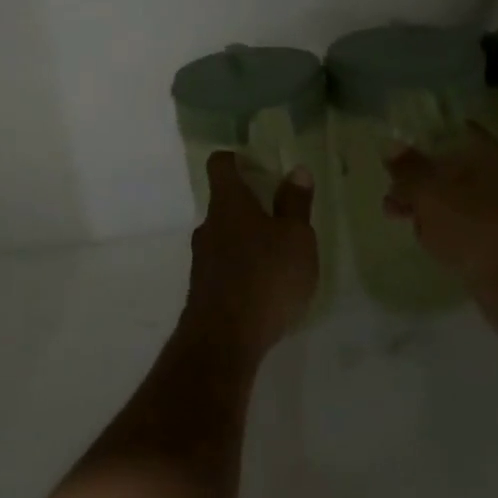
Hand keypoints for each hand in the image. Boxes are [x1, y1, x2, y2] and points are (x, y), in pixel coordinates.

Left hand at [184, 152, 318, 363]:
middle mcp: (209, 224)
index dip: (236, 158)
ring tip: (277, 254)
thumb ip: (296, 204)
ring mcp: (202, 258)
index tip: (257, 163)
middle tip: (280, 213)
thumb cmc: (266, 276)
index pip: (221, 164)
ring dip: (246, 239)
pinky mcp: (203, 289)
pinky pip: (224, 265)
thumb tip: (296, 170)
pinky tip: (264, 286)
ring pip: (224, 235)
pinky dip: (242, 267)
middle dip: (249, 204)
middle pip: (224, 202)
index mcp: (229, 202)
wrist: (224, 339)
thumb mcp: (296, 238)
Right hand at [382, 122, 497, 330]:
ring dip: (423, 203)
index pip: (448, 129)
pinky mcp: (492, 237)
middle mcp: (493, 174)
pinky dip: (439, 227)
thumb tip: (390, 145)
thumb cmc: (473, 227)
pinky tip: (423, 238)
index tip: (392, 144)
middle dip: (415, 175)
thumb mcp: (429, 192)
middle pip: (445, 163)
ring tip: (394, 214)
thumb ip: (407, 168)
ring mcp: (495, 207)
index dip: (420, 133)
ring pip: (449, 195)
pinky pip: (458, 222)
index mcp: (484, 152)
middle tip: (390, 186)